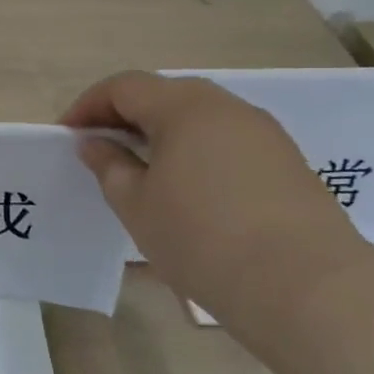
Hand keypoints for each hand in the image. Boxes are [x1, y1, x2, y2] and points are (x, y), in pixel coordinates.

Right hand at [61, 72, 373, 322]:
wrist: (307, 287)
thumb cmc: (201, 238)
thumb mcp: (135, 203)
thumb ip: (109, 165)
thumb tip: (95, 143)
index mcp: (184, 108)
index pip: (124, 87)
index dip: (88, 105)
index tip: (67, 136)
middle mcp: (227, 108)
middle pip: (164, 94)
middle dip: (124, 115)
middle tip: (100, 149)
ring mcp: (264, 134)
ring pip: (198, 117)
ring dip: (161, 133)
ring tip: (139, 170)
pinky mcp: (286, 163)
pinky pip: (225, 141)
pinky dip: (194, 151)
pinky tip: (185, 189)